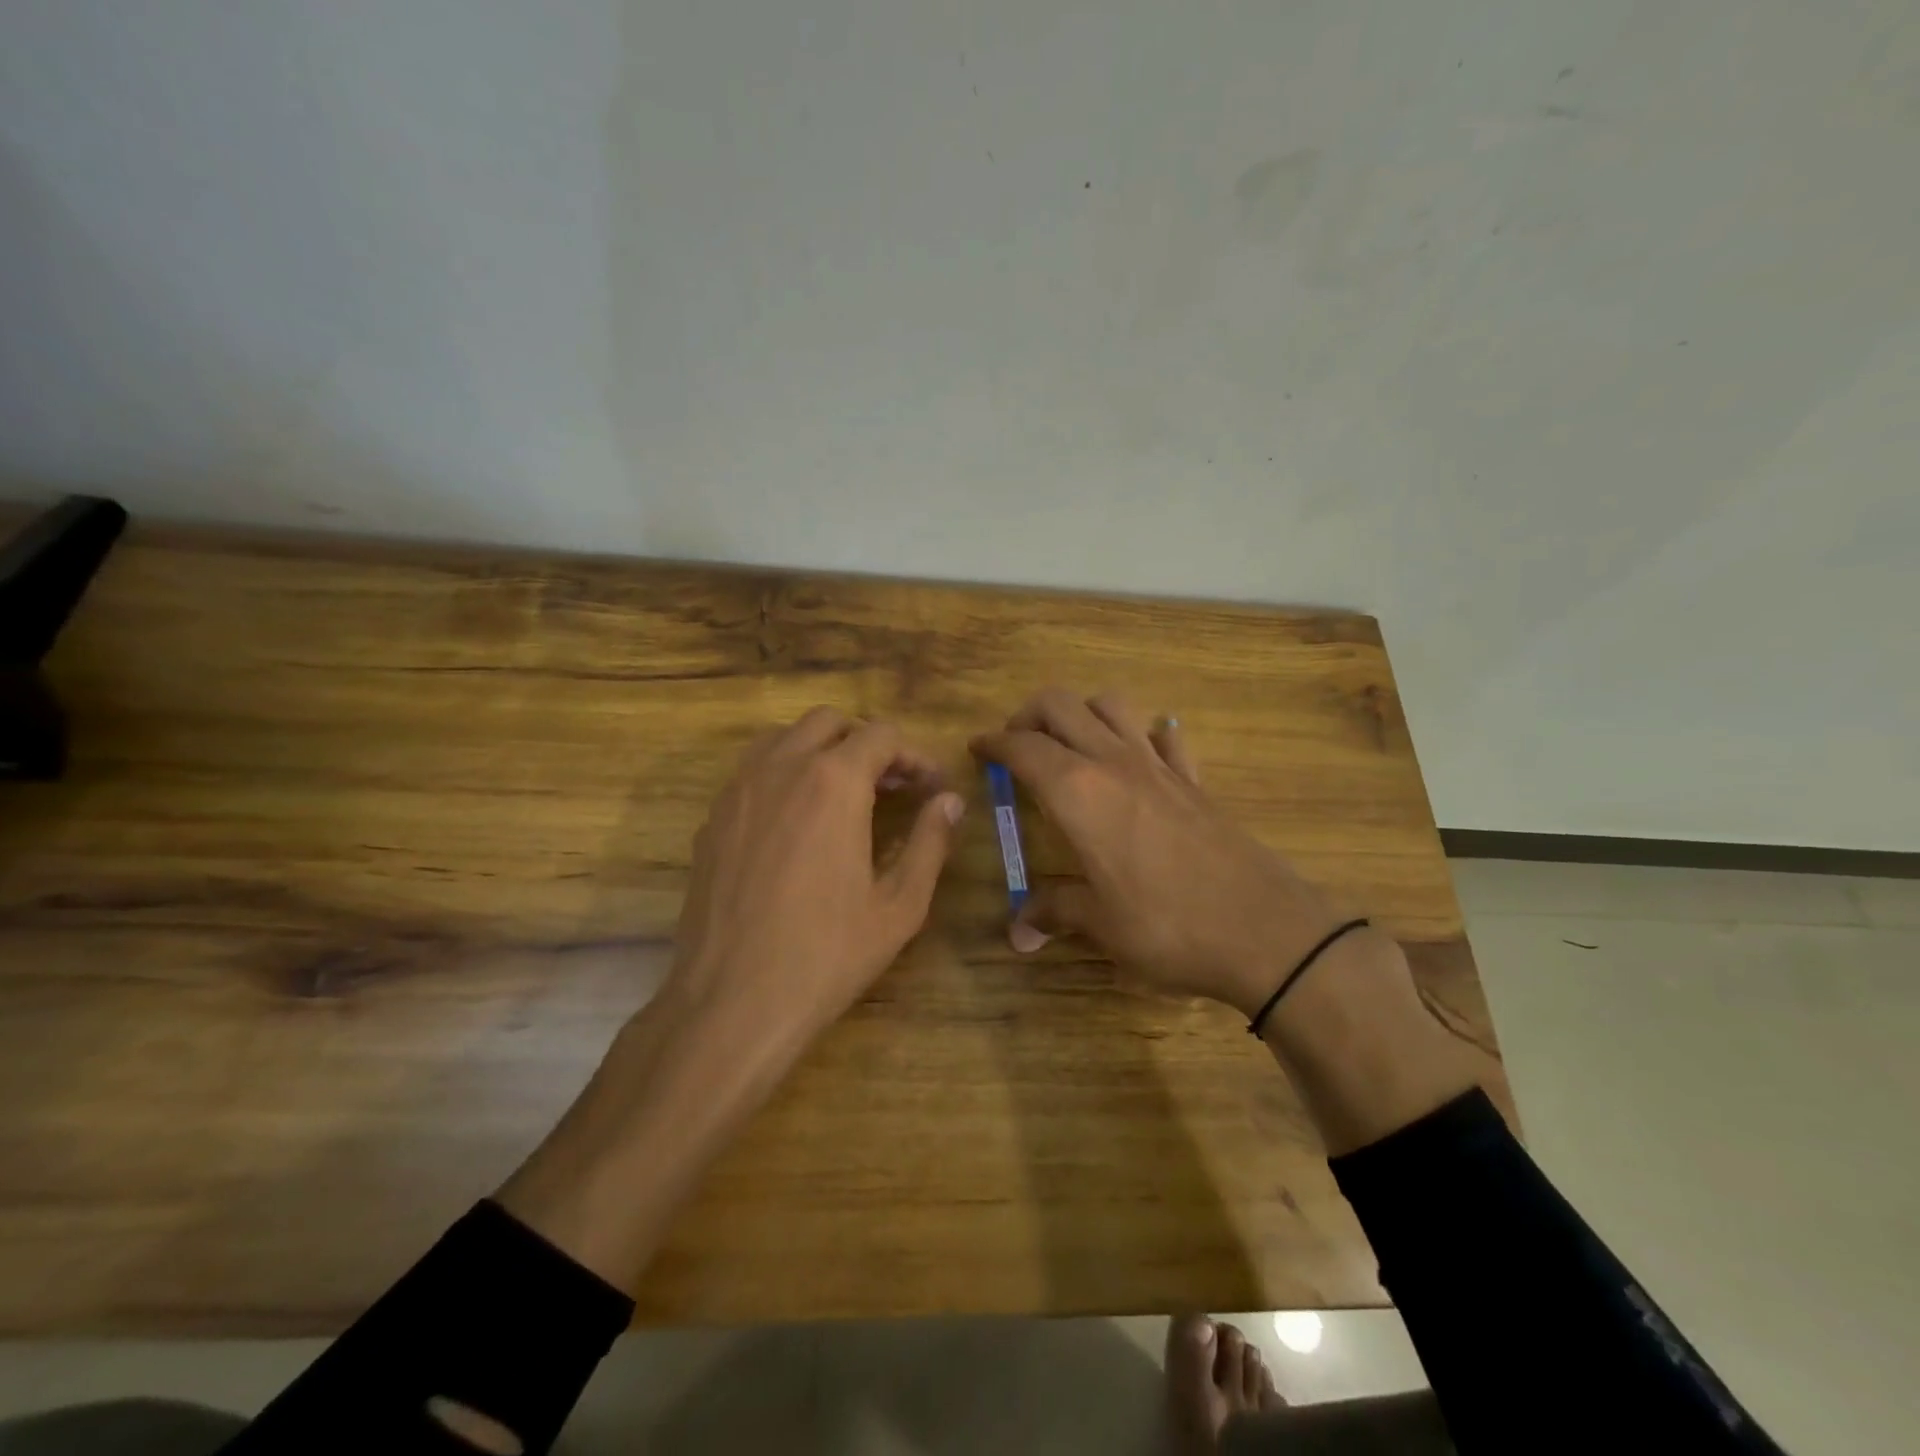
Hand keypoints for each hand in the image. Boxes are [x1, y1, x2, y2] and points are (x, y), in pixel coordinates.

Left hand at [665, 706, 965, 1051]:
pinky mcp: (712, 819)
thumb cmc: (827, 955)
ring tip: (844, 796)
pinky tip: (797, 825)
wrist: (731, 1003)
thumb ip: (931, 842)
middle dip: (866, 743)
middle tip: (891, 787)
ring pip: (784, 738)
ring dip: (821, 751)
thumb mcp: (899, 905)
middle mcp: (781, 768)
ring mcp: (738, 791)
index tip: (932, 788)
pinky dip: (784, 775)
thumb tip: (950, 802)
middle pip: (829, 723)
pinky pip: (753, 772)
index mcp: (834, 782)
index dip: (915, 756)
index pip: (882, 735)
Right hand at [971, 688, 1347, 1017]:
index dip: (993, 743)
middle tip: (1016, 745)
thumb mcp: (1099, 924)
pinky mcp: (1194, 782)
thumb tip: (1017, 932)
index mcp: (1077, 791)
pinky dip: (1145, 735)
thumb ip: (1054, 912)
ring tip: (1070, 743)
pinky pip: (1166, 739)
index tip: (977, 749)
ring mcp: (1159, 766)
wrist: (1263, 929)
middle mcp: (1113, 763)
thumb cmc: (1166, 925)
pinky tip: (1144, 754)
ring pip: (1112, 706)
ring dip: (1083, 712)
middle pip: (1061, 705)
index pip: (1022, 747)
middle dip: (1029, 715)